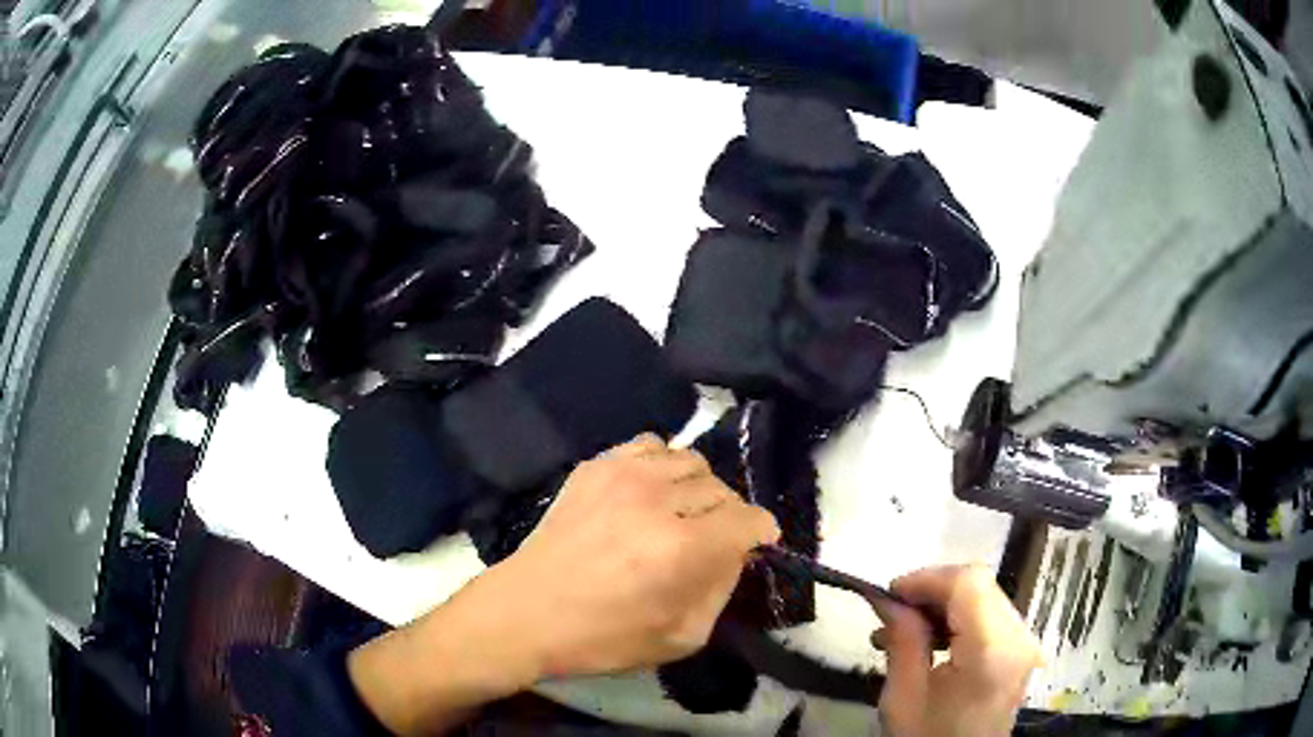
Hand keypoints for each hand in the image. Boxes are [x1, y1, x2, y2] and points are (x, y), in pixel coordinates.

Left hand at [498, 433, 780, 676]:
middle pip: (721, 489)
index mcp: (683, 549)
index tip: (757, 545)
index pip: (748, 519)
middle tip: (712, 541)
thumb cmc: (602, 638)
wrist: (525, 612)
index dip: (761, 533)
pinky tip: (650, 493)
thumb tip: (736, 553)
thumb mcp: (681, 637)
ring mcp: (622, 475)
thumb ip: (721, 590)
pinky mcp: (594, 466)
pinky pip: (649, 446)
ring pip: (689, 460)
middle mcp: (658, 500)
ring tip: (681, 514)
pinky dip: (661, 466)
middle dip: (728, 516)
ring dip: (697, 488)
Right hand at [876, 565, 1042, 736]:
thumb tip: (886, 599)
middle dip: (933, 590)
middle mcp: (1019, 638)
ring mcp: (1025, 644)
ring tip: (905, 627)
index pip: (969, 583)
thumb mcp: (904, 697)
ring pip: (986, 597)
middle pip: (980, 585)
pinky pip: (992, 617)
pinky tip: (933, 639)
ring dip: (945, 603)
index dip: (928, 578)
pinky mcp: (1020, 652)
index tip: (890, 593)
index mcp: (992, 651)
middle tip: (893, 610)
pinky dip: (961, 617)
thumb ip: (902, 641)